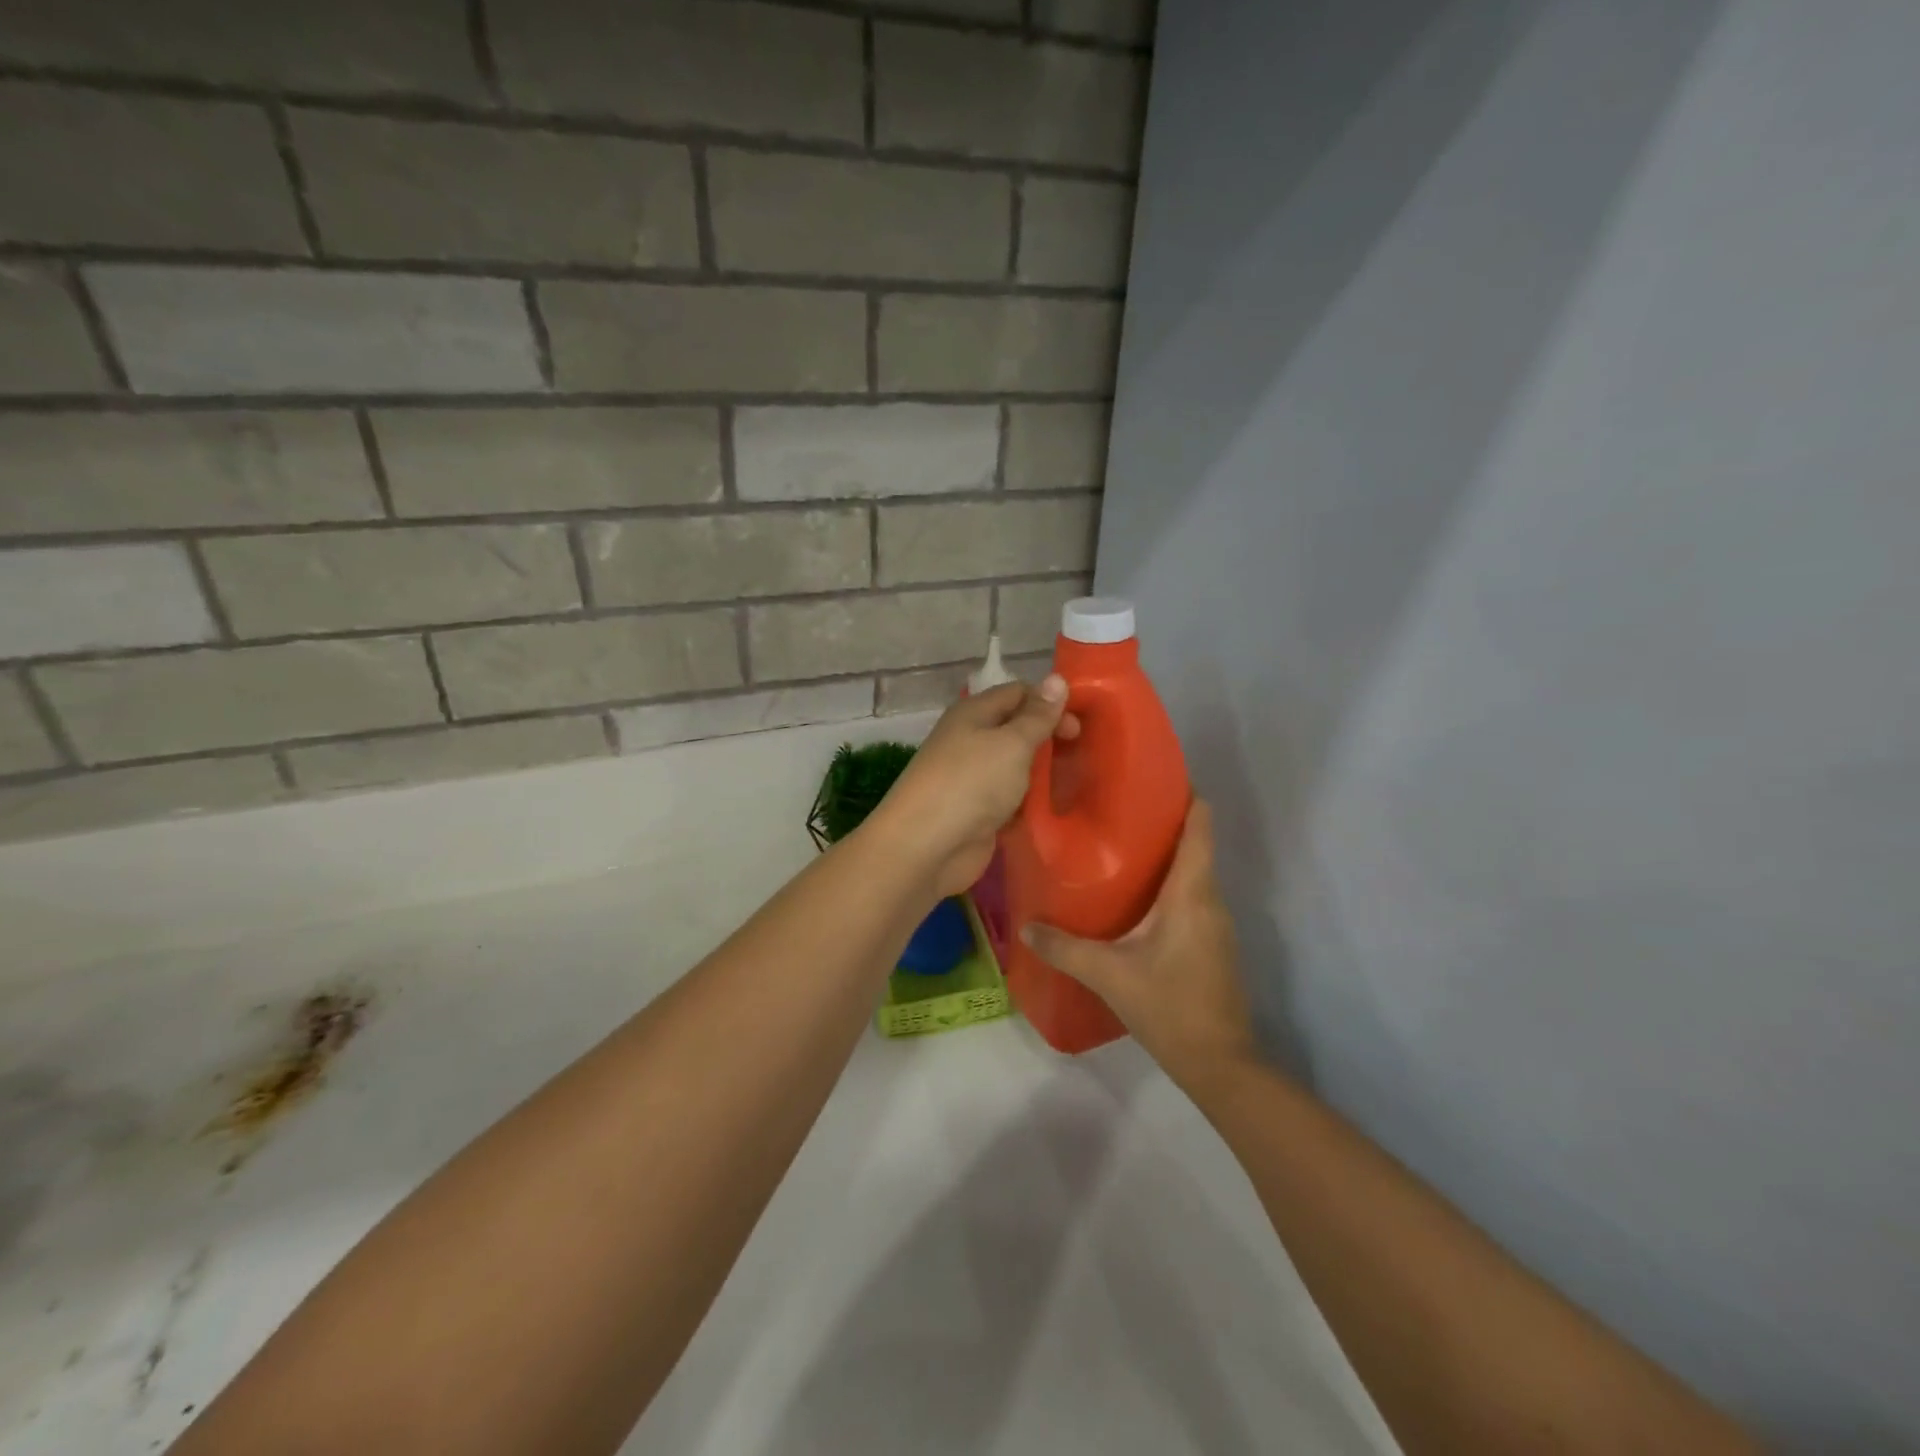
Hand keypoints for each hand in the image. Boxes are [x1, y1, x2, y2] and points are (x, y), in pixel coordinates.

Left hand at [865, 677, 1076, 898]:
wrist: (926, 846)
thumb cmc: (971, 783)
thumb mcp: (1011, 743)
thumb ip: (1037, 715)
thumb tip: (1057, 679)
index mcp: (974, 714)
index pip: (1019, 693)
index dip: (1050, 703)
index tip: (1081, 725)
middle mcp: (971, 741)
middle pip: (1018, 730)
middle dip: (1050, 739)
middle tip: (1083, 756)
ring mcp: (973, 779)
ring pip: (1016, 768)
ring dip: (1043, 774)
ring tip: (1079, 783)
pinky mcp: (978, 813)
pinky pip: (1011, 800)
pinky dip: (1030, 804)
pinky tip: (1056, 810)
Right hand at [1022, 801, 1258, 1093]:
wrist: (1219, 1063)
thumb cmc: (1169, 1005)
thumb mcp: (1110, 974)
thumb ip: (1065, 948)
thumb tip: (1025, 927)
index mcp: (1191, 893)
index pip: (1200, 826)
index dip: (1186, 795)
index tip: (1153, 774)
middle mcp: (1210, 899)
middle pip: (1194, 844)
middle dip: (1161, 823)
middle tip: (1114, 810)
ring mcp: (1215, 923)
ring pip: (1191, 873)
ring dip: (1163, 856)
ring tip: (1117, 847)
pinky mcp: (1211, 943)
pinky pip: (1190, 897)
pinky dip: (1167, 884)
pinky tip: (1133, 897)